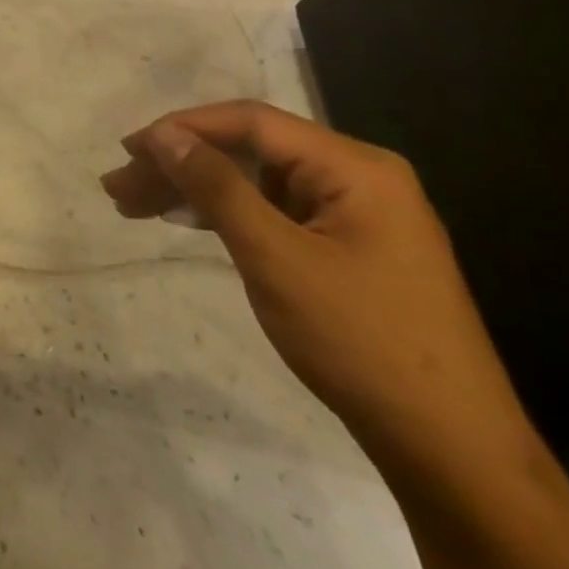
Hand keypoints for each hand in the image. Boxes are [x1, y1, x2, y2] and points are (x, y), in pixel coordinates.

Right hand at [102, 102, 536, 489]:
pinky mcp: (346, 248)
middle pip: (250, 150)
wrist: (450, 447)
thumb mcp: (275, 258)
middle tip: (118, 187)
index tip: (128, 152)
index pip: (251, 122)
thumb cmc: (360, 342)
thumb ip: (217, 188)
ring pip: (256, 182)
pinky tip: (186, 222)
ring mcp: (355, 214)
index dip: (182, 129)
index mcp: (355, 166)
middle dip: (180, 164)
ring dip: (195, 190)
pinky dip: (226, 214)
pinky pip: (273, 212)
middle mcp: (358, 177)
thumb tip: (163, 135)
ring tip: (134, 205)